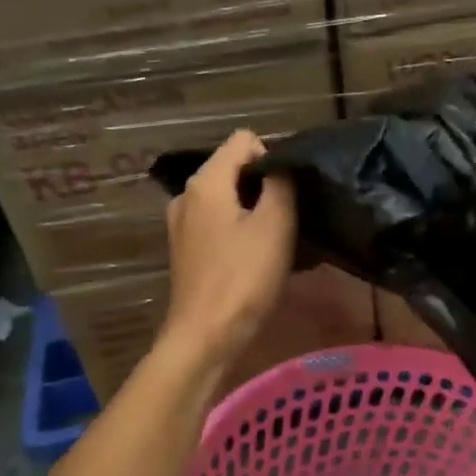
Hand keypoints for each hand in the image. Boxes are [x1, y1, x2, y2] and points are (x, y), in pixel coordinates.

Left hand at [160, 130, 296, 372]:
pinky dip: (240, 232)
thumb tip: (281, 164)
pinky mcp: (186, 250)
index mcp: (206, 182)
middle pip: (234, 169)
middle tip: (293, 216)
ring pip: (228, 199)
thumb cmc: (243, 278)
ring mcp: (182, 224)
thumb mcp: (275, 225)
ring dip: (255, 211)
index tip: (292, 189)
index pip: (244, 140)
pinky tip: (258, 257)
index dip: (274, 156)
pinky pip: (219, 224)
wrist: (206, 336)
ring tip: (280, 239)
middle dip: (265, 185)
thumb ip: (280, 184)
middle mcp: (187, 195)